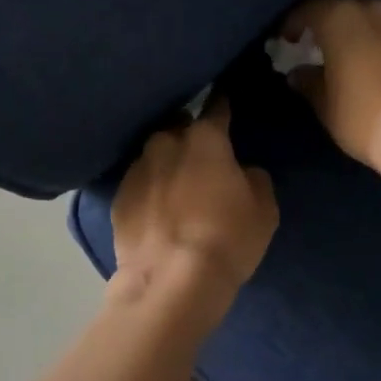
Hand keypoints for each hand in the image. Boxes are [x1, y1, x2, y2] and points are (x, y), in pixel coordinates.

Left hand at [112, 99, 277, 295]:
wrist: (171, 283)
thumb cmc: (226, 239)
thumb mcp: (263, 210)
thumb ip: (253, 178)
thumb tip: (241, 171)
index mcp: (204, 138)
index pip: (217, 107)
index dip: (223, 102)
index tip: (224, 97)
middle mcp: (165, 142)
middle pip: (178, 127)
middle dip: (188, 136)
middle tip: (200, 157)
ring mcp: (136, 169)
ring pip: (154, 154)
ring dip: (164, 163)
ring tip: (174, 186)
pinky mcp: (117, 198)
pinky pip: (138, 184)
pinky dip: (147, 191)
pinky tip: (154, 210)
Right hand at [283, 0, 380, 184]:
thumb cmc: (364, 117)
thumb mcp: (325, 104)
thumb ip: (307, 81)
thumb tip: (298, 73)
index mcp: (342, 18)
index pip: (307, 8)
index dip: (291, 23)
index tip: (282, 40)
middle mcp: (374, 10)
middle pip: (341, 6)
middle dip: (324, 21)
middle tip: (311, 43)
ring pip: (370, 17)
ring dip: (353, 31)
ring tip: (343, 54)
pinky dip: (377, 42)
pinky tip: (373, 66)